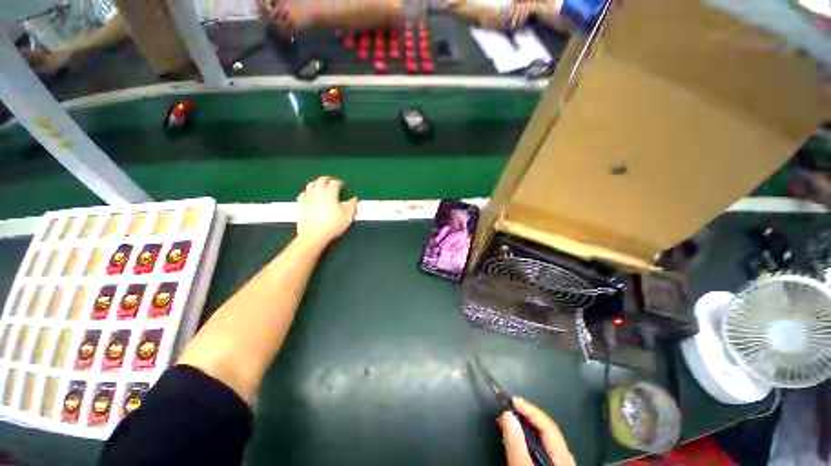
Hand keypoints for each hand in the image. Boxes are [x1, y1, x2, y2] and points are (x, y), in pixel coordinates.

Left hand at [296, 177, 357, 246]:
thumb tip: (354, 199)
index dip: (339, 182)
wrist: (314, 235)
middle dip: (327, 179)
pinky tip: (310, 195)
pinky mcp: (301, 204)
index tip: (342, 185)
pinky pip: (303, 193)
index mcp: (330, 195)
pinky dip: (308, 191)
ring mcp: (307, 198)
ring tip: (321, 186)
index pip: (334, 183)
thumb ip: (351, 206)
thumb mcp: (347, 217)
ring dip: (317, 183)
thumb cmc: (332, 226)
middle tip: (332, 182)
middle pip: (321, 180)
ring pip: (311, 184)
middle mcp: (317, 193)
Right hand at [499, 397, 575, 465]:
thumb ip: (516, 443)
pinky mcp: (550, 465)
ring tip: (508, 422)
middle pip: (546, 430)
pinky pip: (540, 447)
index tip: (512, 399)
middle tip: (506, 409)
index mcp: (563, 455)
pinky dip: (527, 439)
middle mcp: (565, 456)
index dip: (530, 409)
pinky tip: (517, 440)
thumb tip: (507, 413)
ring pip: (543, 439)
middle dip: (525, 416)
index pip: (547, 424)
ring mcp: (560, 462)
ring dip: (524, 427)